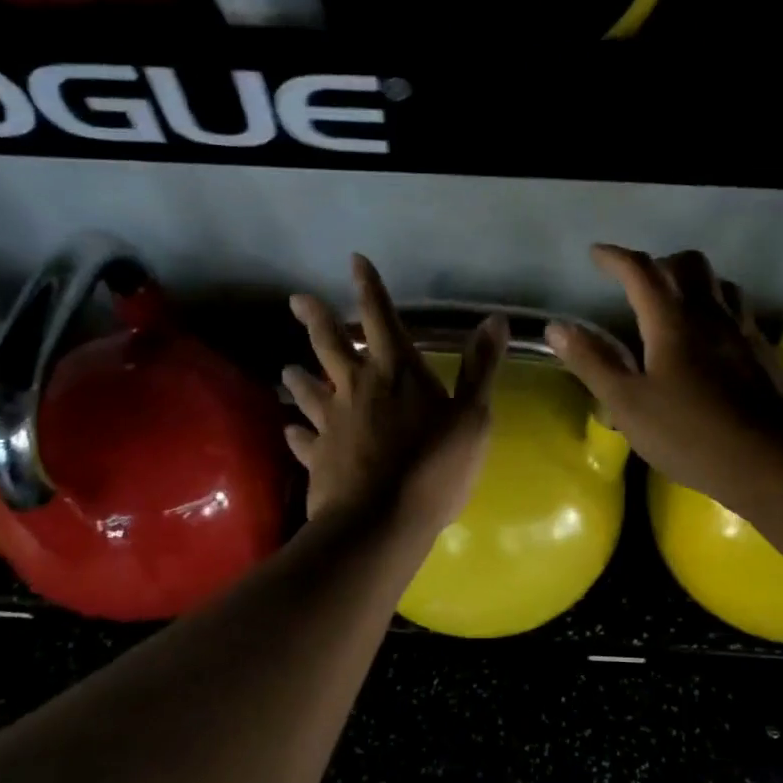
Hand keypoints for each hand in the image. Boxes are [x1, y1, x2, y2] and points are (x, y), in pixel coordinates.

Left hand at [283, 255, 505, 535]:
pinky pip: (304, 439)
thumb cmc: (433, 466)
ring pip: (309, 390)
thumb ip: (480, 368)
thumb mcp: (472, 416)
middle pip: (330, 345)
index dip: (369, 288)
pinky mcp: (318, 456)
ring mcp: (332, 422)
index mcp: (396, 371)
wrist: (381, 522)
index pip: (381, 317)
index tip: (354, 261)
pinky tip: (291, 431)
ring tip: (287, 369)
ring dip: (299, 377)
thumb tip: (494, 319)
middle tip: (296, 299)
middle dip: (316, 318)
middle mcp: (357, 387)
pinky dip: (297, 433)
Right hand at [547, 244, 782, 511]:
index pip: (641, 271)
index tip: (596, 254)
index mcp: (672, 321)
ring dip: (693, 282)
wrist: (772, 462)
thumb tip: (556, 327)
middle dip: (659, 263)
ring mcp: (744, 331)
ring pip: (720, 283)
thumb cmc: (690, 434)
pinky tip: (711, 339)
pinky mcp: (765, 353)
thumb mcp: (627, 404)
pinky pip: (739, 311)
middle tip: (638, 284)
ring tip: (675, 304)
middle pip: (688, 264)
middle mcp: (710, 314)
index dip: (615, 258)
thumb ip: (592, 362)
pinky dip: (717, 308)